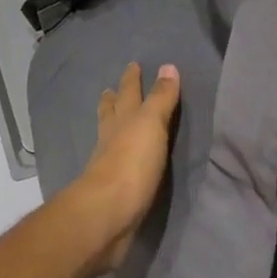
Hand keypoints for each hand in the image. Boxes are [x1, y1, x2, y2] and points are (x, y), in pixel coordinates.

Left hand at [70, 63, 180, 274]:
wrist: (108, 213)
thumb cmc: (132, 162)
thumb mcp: (151, 124)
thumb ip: (161, 98)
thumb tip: (168, 66)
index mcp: (122, 118)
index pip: (128, 91)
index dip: (132, 78)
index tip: (133, 64)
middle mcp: (111, 136)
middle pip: (111, 112)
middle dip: (114, 99)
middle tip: (111, 89)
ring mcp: (108, 162)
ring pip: (109, 135)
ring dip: (112, 125)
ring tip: (112, 120)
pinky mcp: (111, 188)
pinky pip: (115, 163)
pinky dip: (116, 154)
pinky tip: (119, 159)